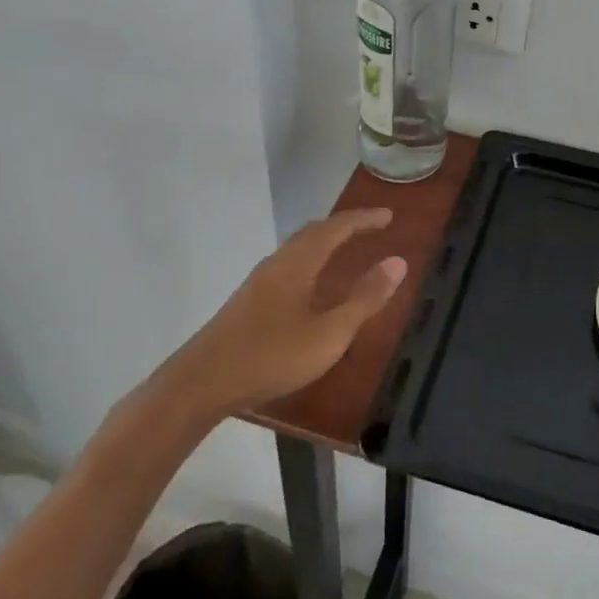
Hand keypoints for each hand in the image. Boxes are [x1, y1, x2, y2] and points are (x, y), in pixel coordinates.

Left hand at [156, 208, 407, 420]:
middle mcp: (277, 263)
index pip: (335, 228)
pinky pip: (289, 264)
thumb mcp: (329, 333)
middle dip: (344, 226)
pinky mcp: (249, 300)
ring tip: (347, 248)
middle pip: (313, 232)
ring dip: (325, 241)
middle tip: (372, 227)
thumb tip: (397, 262)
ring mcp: (259, 282)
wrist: (202, 382)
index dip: (363, 219)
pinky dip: (311, 260)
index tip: (389, 215)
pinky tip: (313, 285)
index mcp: (298, 264)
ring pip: (298, 248)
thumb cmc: (272, 356)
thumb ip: (364, 299)